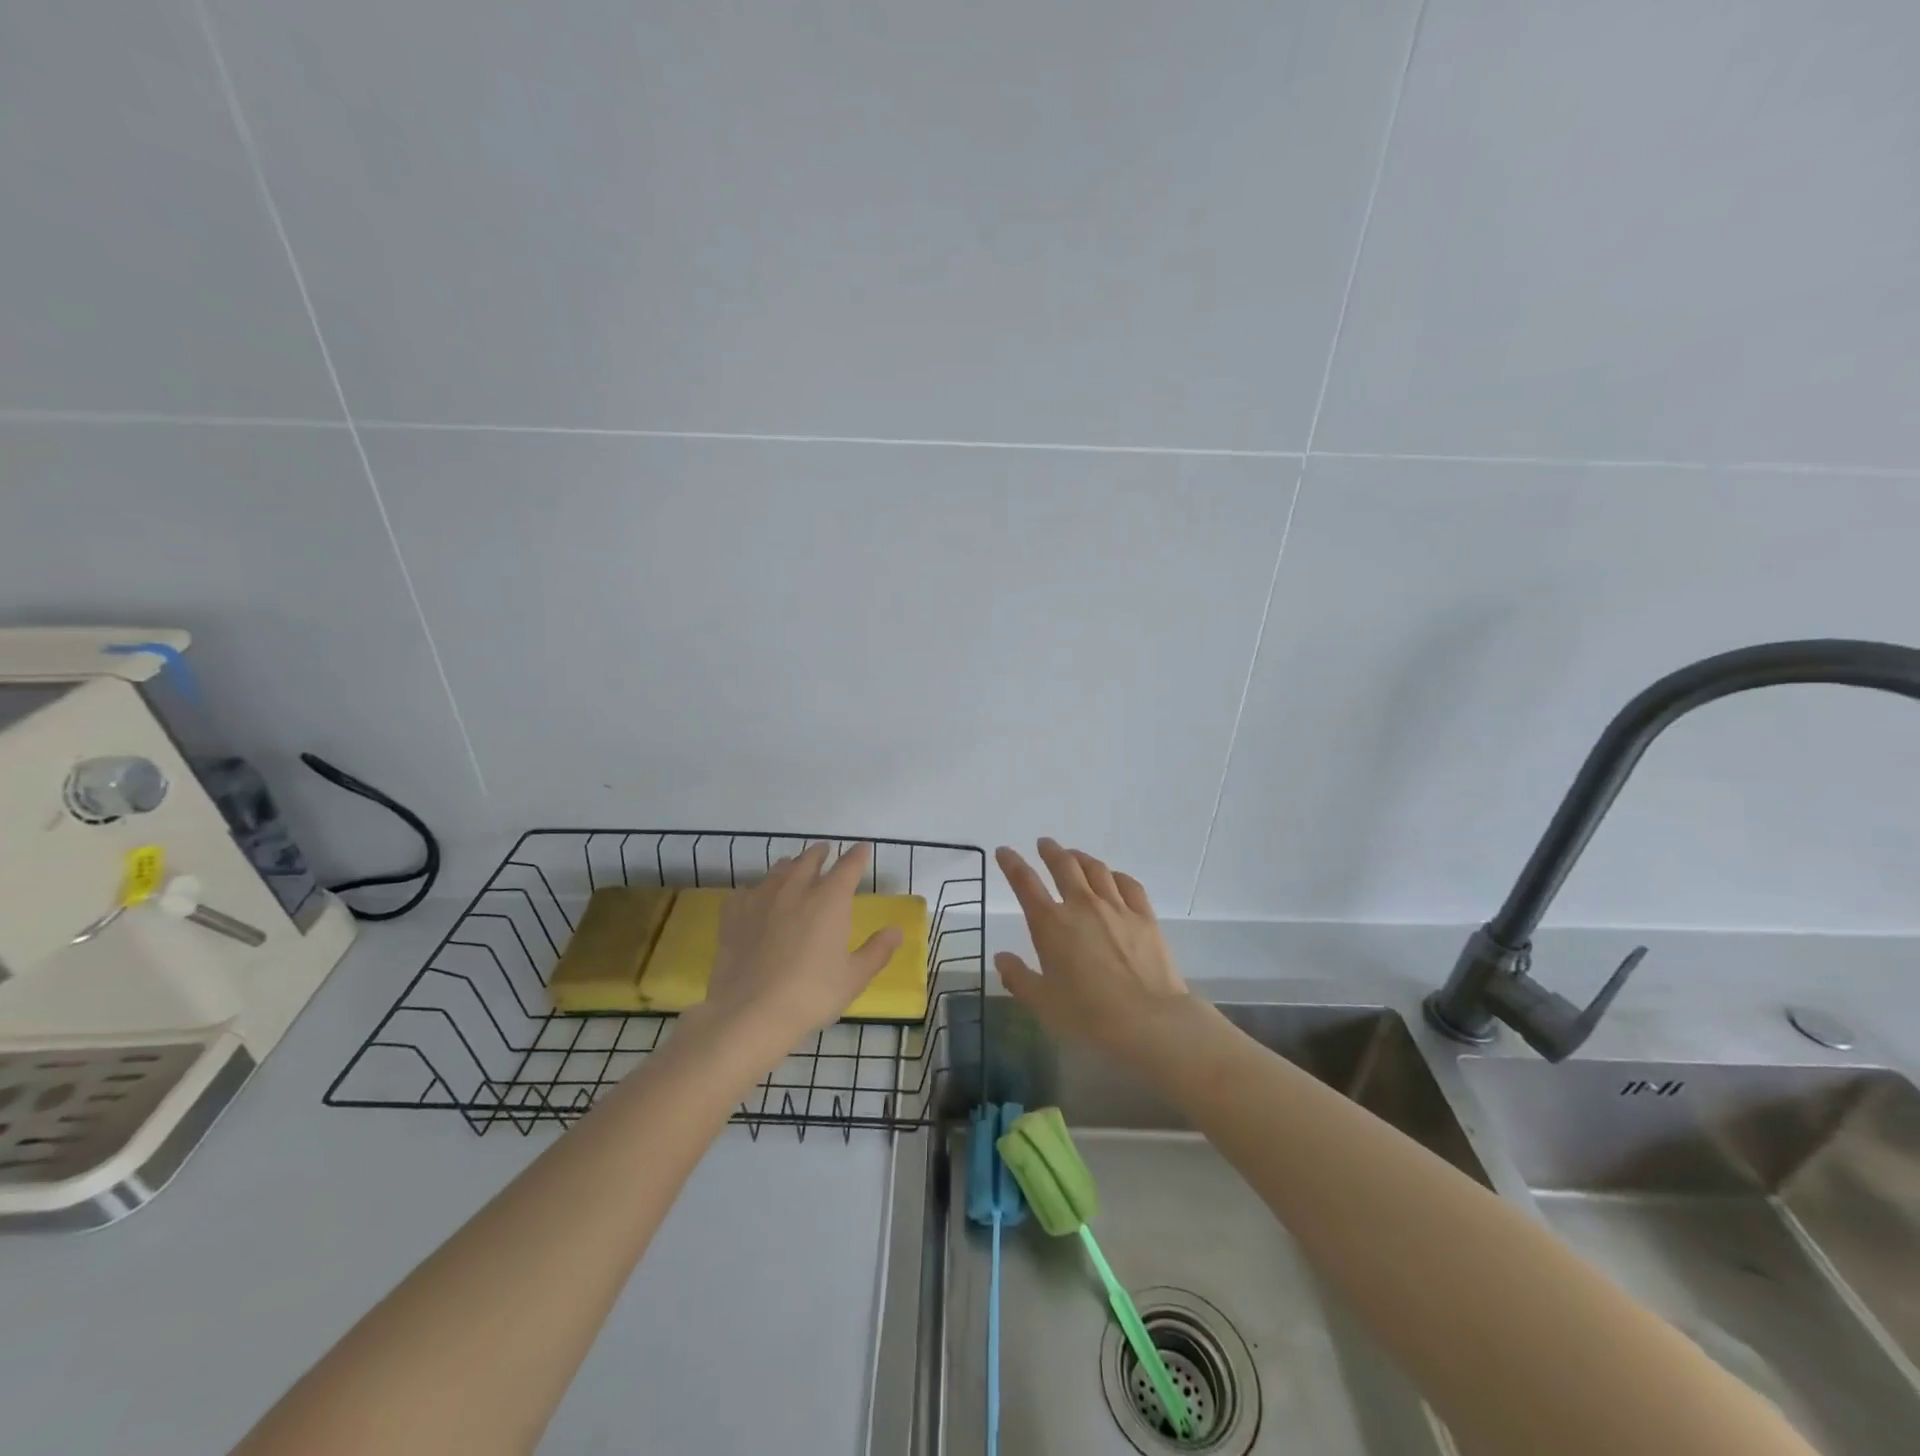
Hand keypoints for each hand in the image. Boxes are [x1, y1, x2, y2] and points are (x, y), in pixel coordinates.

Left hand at [699, 842, 902, 1044]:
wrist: (750, 1013)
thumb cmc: (811, 995)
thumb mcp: (854, 978)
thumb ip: (877, 951)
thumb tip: (896, 931)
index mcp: (829, 900)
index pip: (848, 866)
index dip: (857, 855)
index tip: (863, 848)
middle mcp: (795, 889)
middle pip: (809, 860)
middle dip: (819, 853)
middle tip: (824, 850)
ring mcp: (760, 900)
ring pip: (777, 871)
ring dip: (789, 866)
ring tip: (791, 868)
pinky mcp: (733, 916)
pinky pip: (745, 893)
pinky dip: (754, 891)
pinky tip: (753, 900)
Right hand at [994, 839, 1192, 1065]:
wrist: (1148, 1020)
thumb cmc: (1088, 1015)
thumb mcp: (1042, 1002)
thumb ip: (1018, 977)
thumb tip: (1001, 957)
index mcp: (1050, 924)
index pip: (1025, 883)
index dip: (1012, 864)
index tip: (1005, 851)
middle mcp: (1082, 906)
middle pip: (1064, 866)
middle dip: (1050, 851)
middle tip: (1044, 844)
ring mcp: (1116, 907)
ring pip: (1096, 869)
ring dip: (1081, 858)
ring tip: (1074, 855)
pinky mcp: (1144, 916)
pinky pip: (1128, 884)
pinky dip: (1116, 875)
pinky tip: (1113, 877)